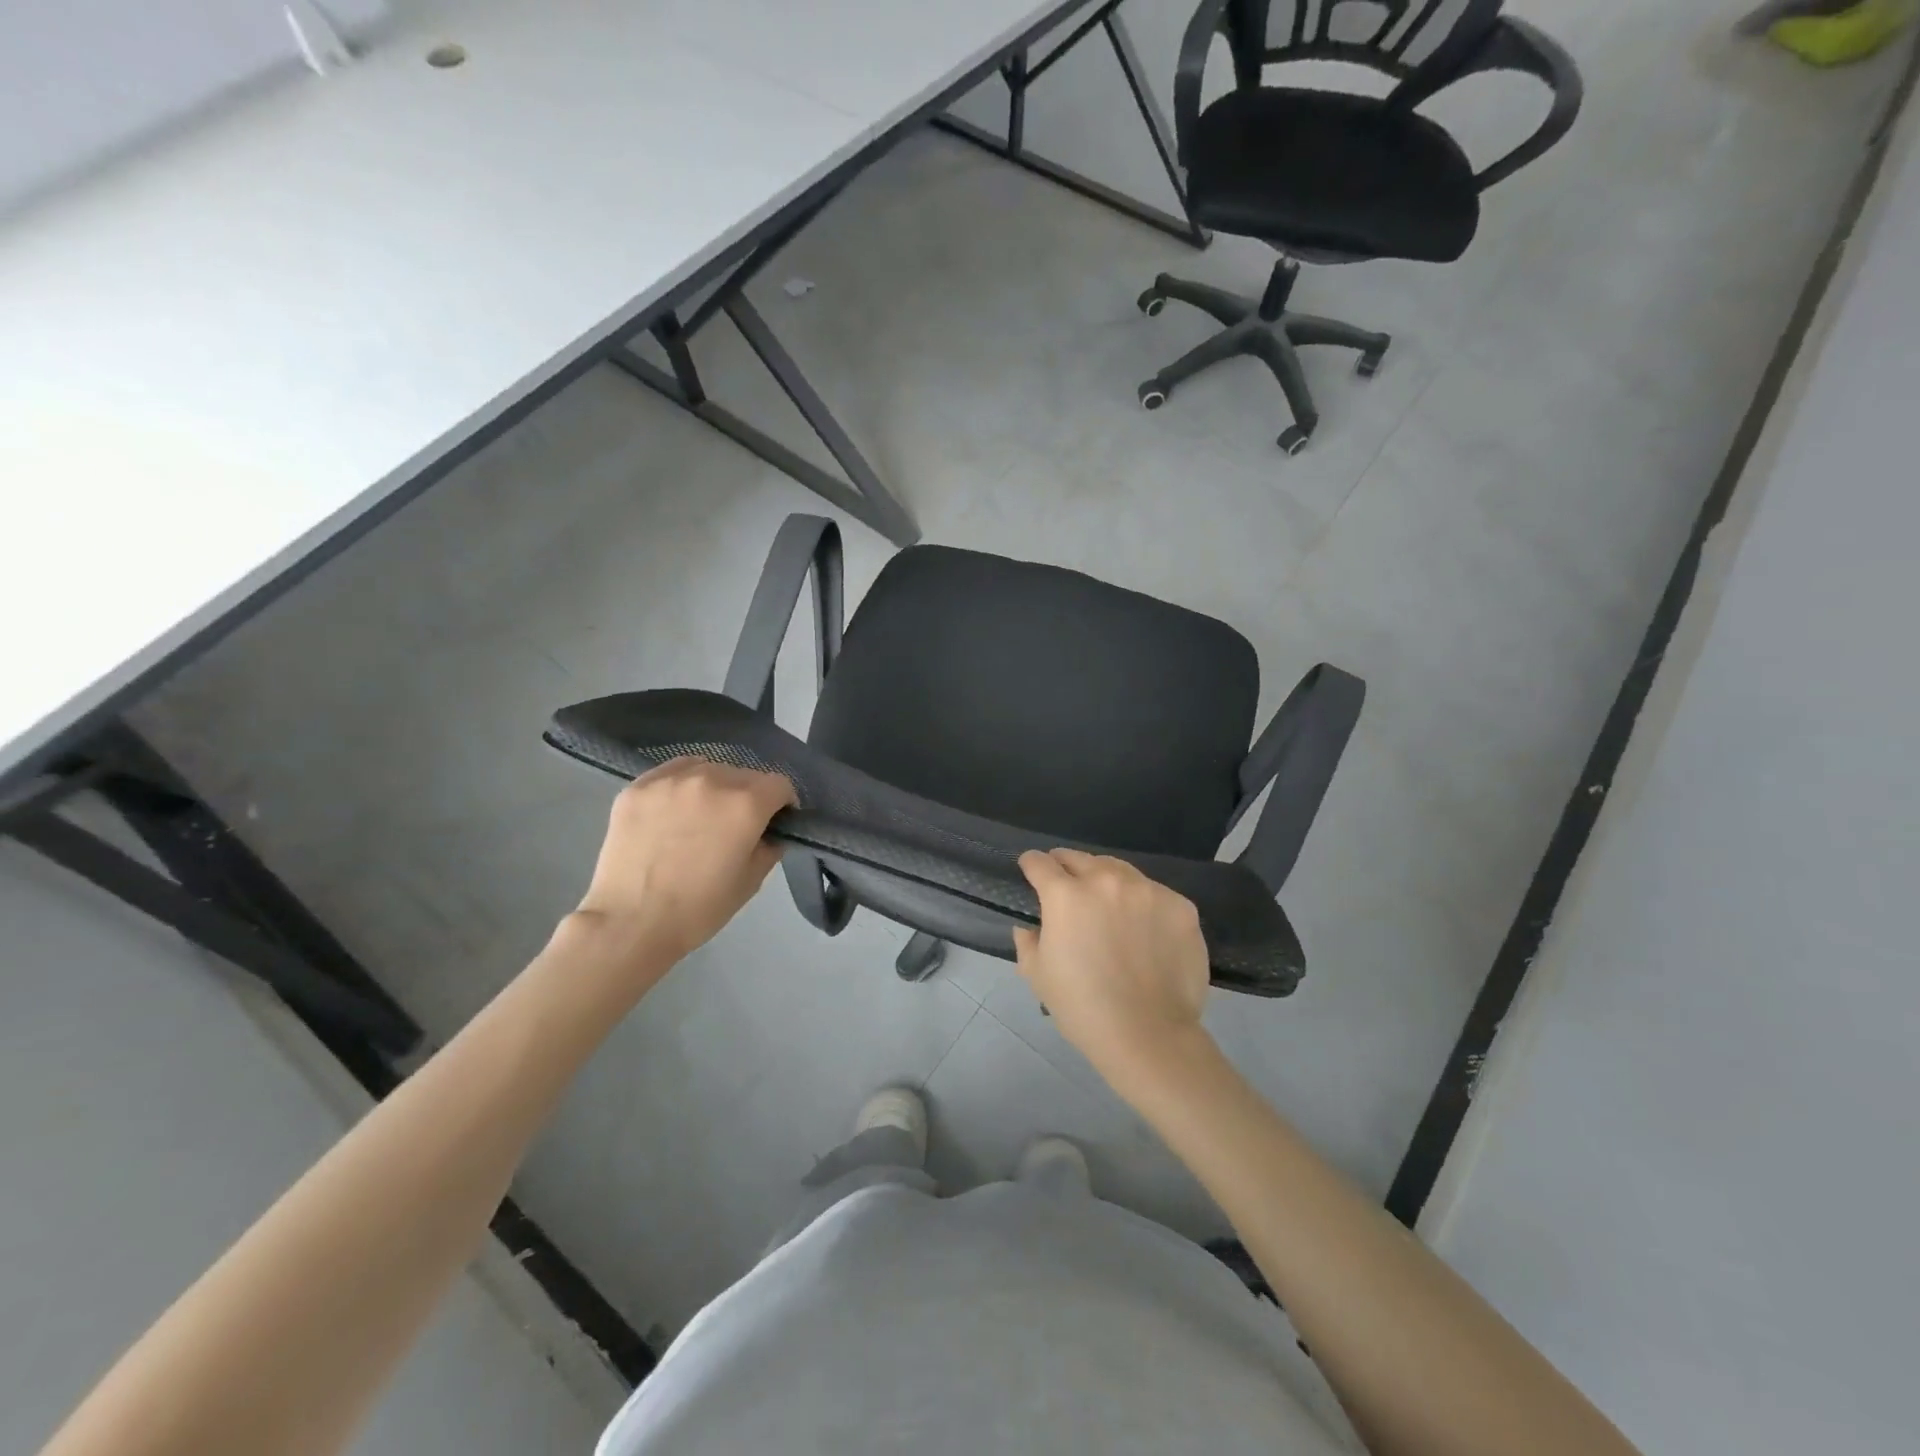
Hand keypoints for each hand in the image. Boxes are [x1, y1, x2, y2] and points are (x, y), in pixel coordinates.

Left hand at [573, 757, 796, 973]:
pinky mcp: (638, 786)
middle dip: (749, 796)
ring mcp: (671, 779)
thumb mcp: (751, 881)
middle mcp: (712, 779)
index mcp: (746, 803)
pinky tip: (673, 811)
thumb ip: (769, 846)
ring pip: (708, 768)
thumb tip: (770, 830)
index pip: (779, 784)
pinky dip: (681, 785)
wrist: (629, 922)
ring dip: (714, 787)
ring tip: (700, 816)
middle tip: (734, 826)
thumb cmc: (699, 908)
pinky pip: (672, 772)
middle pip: (744, 774)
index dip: (782, 804)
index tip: (774, 822)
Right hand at [1012, 849, 1212, 1088]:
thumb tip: (1028, 927)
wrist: (1149, 1035)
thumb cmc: (1083, 1007)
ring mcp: (1147, 890)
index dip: (1031, 864)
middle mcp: (1106, 881)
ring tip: (1107, 903)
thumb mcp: (1038, 976)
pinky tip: (1143, 928)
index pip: (1041, 863)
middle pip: (1080, 859)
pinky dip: (1142, 903)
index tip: (1031, 869)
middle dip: (1067, 867)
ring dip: (1106, 880)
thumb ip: (1028, 942)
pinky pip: (1154, 894)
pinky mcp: (1180, 906)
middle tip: (1067, 885)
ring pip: (1119, 870)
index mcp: (1065, 895)